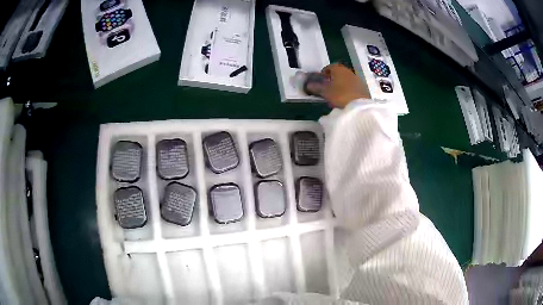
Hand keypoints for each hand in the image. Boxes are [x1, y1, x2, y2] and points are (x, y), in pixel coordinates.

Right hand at [320, 64, 370, 107]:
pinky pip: (353, 86)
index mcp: (338, 69)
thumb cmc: (340, 95)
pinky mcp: (363, 88)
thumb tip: (308, 85)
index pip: (329, 67)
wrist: (359, 106)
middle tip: (327, 88)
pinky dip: (348, 90)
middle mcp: (349, 71)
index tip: (320, 81)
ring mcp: (357, 79)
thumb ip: (316, 87)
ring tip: (336, 94)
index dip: (323, 73)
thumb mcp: (325, 92)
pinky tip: (346, 98)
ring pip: (346, 79)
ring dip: (341, 84)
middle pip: (339, 73)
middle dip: (333, 79)